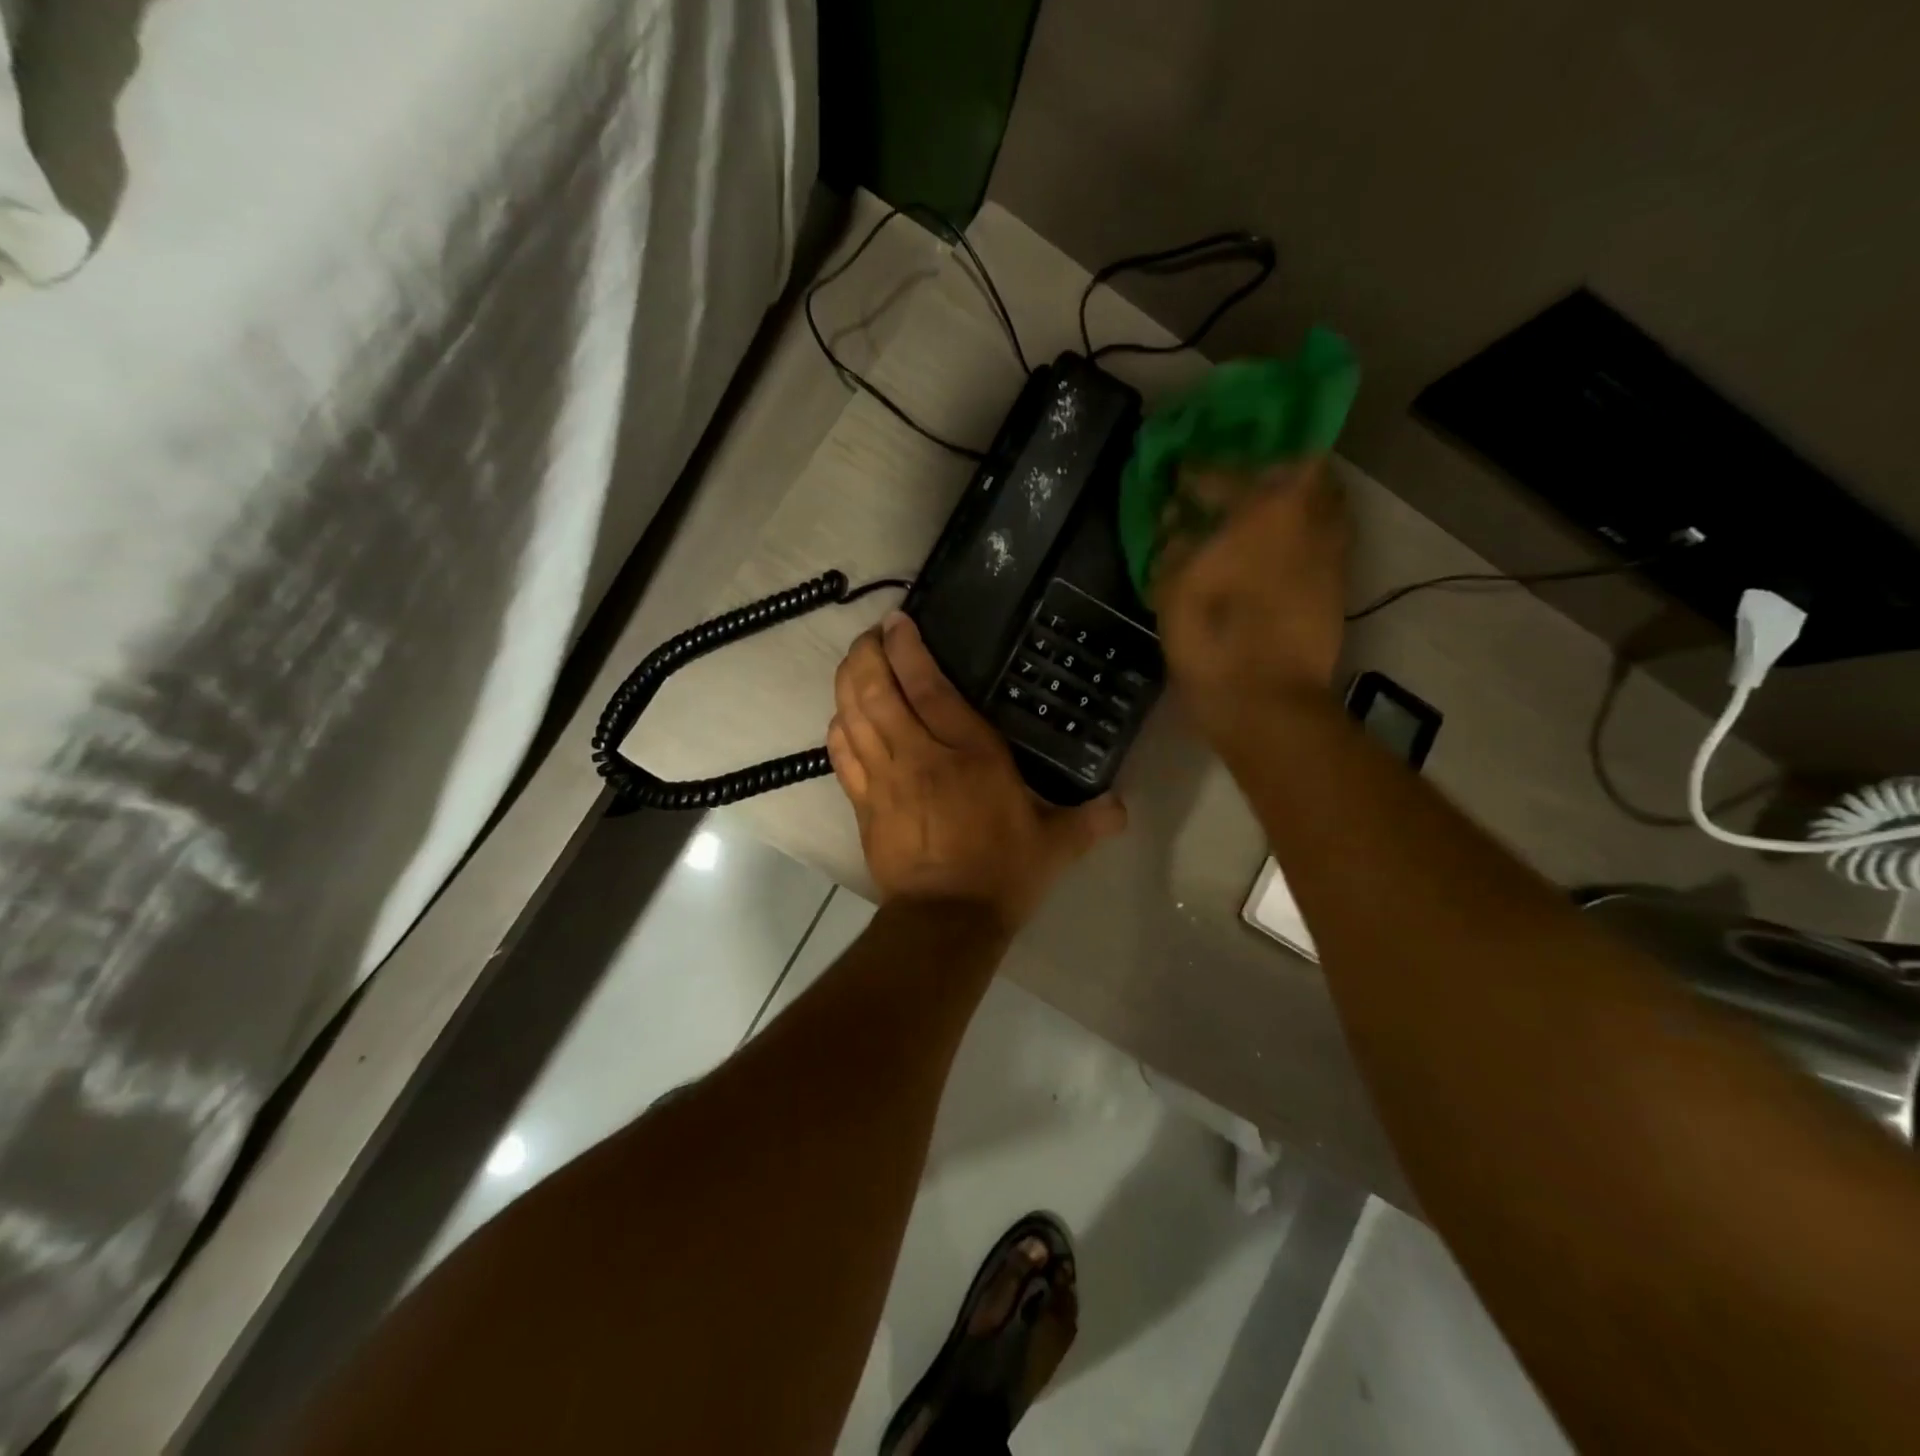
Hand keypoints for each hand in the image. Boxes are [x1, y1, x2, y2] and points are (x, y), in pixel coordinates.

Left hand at [828, 613, 1126, 933]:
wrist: (947, 921)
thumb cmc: (1003, 873)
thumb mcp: (1056, 844)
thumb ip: (1091, 820)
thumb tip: (1125, 808)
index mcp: (969, 754)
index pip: (928, 687)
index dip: (907, 649)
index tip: (896, 622)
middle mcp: (919, 756)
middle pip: (877, 692)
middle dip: (867, 656)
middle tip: (870, 637)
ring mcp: (884, 780)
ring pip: (853, 717)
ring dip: (847, 683)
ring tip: (852, 662)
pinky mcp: (863, 805)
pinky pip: (840, 756)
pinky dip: (838, 730)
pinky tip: (840, 717)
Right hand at [1152, 459, 1348, 736]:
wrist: (1264, 699)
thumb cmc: (1211, 636)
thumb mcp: (1173, 586)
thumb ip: (1175, 542)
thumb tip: (1178, 520)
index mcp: (1265, 509)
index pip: (1226, 473)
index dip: (1198, 474)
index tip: (1180, 477)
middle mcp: (1309, 517)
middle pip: (1297, 471)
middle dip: (1264, 475)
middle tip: (1234, 491)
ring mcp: (1330, 550)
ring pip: (1320, 503)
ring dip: (1290, 503)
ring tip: (1257, 519)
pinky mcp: (1337, 583)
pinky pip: (1323, 538)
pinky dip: (1300, 534)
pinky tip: (1272, 552)